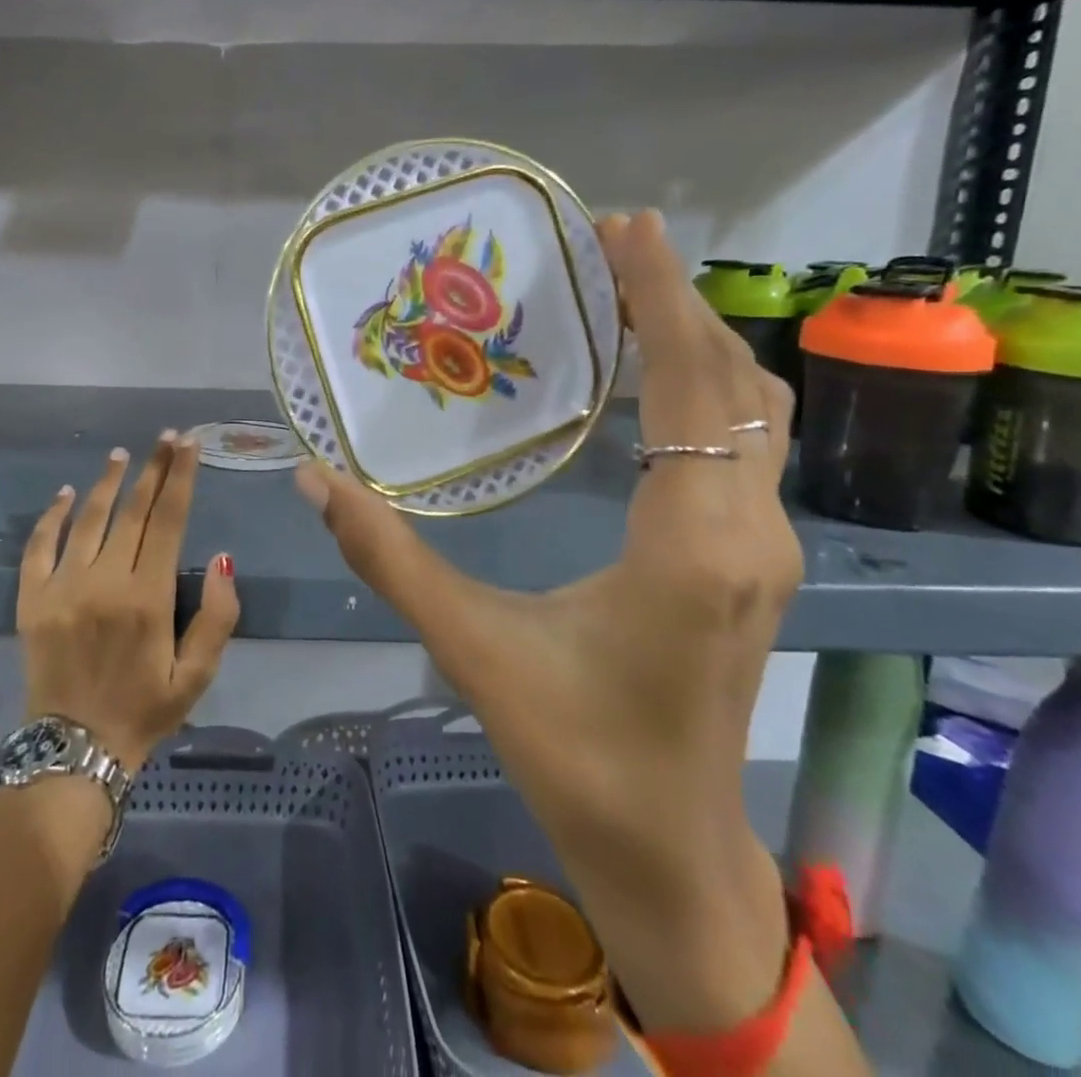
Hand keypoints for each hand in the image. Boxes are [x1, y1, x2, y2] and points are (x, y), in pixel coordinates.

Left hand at [19, 434, 240, 774]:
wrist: (74, 751)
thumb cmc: (145, 709)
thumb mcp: (197, 675)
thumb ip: (218, 617)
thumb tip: (224, 559)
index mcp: (148, 597)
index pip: (169, 520)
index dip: (180, 478)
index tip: (188, 445)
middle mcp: (105, 581)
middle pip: (134, 510)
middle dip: (153, 469)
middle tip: (166, 438)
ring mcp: (63, 587)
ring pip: (88, 519)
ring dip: (106, 482)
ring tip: (121, 455)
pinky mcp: (32, 600)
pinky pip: (39, 546)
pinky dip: (52, 516)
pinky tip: (65, 493)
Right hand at [296, 210, 801, 1026]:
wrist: (672, 854)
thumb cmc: (576, 754)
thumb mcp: (472, 648)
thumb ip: (389, 556)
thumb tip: (314, 478)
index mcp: (692, 543)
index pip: (690, 384)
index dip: (660, 296)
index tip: (627, 226)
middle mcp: (749, 530)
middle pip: (731, 382)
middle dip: (676, 300)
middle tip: (611, 245)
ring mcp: (767, 548)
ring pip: (750, 412)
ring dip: (696, 342)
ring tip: (627, 296)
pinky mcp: (757, 562)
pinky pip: (743, 445)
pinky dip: (703, 389)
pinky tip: (647, 382)